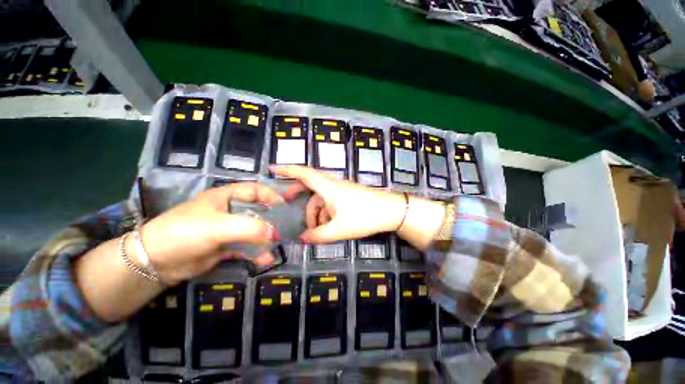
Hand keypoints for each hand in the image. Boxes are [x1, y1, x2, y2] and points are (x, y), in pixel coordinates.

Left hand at [137, 182, 282, 283]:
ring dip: (265, 238)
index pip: (254, 189)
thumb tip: (274, 233)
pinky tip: (265, 259)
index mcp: (226, 197)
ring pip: (252, 230)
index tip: (284, 205)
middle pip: (257, 210)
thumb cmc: (185, 232)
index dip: (270, 194)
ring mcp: (227, 229)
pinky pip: (245, 247)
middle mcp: (228, 211)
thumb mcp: (218, 226)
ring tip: (277, 245)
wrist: (154, 262)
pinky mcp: (224, 246)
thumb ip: (249, 228)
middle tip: (284, 228)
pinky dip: (256, 252)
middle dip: (271, 219)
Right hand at [270, 165, 406, 242]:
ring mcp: (341, 189)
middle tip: (286, 201)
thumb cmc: (365, 217)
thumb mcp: (339, 229)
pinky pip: (330, 200)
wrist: (391, 211)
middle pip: (309, 184)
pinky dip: (324, 211)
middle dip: (297, 193)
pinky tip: (327, 225)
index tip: (272, 169)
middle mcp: (333, 184)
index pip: (303, 173)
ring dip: (314, 210)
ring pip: (320, 196)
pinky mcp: (347, 195)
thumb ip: (318, 235)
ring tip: (314, 227)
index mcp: (328, 187)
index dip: (286, 169)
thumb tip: (302, 239)